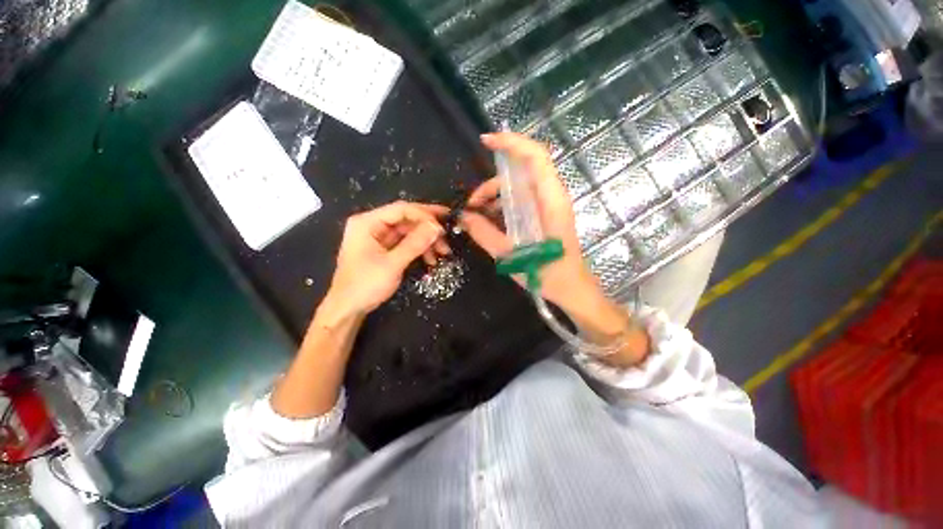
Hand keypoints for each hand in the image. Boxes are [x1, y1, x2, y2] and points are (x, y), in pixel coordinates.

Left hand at [326, 201, 449, 316]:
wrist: (348, 309)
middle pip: (406, 219)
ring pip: (408, 231)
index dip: (424, 215)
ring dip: (426, 241)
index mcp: (367, 222)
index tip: (443, 226)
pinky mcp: (384, 249)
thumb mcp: (392, 264)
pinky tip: (431, 259)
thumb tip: (437, 227)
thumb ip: (415, 244)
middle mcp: (372, 225)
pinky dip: (419, 249)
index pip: (401, 209)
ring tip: (443, 252)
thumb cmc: (365, 285)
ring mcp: (378, 237)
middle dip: (428, 229)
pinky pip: (405, 243)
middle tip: (447, 235)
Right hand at [460, 132, 600, 310]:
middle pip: (523, 170)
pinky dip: (504, 204)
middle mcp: (553, 196)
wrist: (572, 288)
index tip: (485, 141)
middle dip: (493, 181)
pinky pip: (523, 199)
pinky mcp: (546, 213)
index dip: (511, 143)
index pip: (535, 156)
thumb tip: (463, 217)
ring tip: (478, 214)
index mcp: (550, 201)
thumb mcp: (511, 256)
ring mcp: (550, 204)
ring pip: (520, 185)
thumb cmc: (548, 274)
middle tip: (473, 203)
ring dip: (497, 194)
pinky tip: (491, 219)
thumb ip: (485, 234)